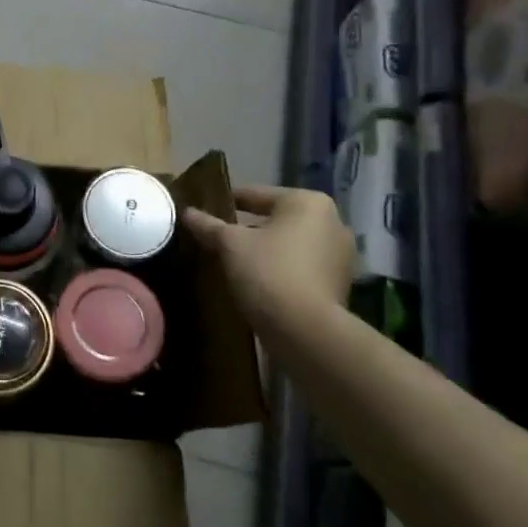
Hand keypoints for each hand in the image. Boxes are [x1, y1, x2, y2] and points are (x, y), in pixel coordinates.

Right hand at [182, 185, 353, 323]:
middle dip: (247, 228)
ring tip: (232, 260)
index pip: (256, 194)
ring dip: (264, 250)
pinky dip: (280, 268)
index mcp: (307, 202)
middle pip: (275, 219)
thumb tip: (187, 212)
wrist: (306, 332)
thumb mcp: (230, 244)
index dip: (226, 201)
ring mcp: (340, 255)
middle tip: (216, 237)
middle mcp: (332, 222)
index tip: (204, 209)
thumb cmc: (268, 272)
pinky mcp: (338, 284)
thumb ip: (208, 225)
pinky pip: (300, 266)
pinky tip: (255, 280)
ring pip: (289, 244)